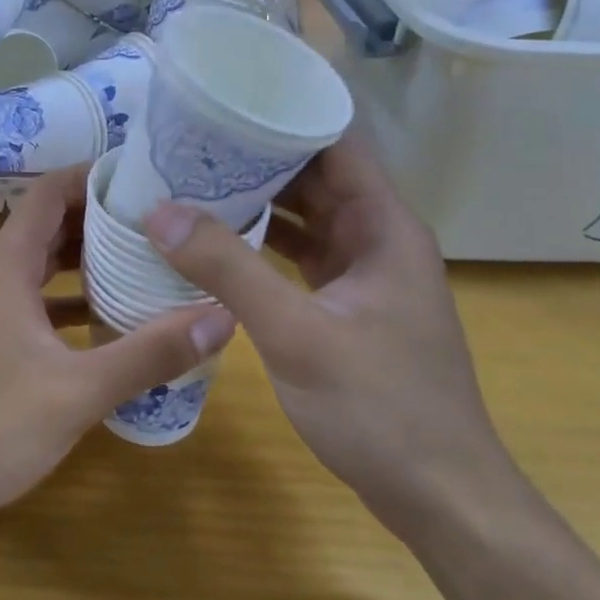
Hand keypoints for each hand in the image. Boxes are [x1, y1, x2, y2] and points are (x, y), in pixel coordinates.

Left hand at [0, 167, 234, 535]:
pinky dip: (62, 301)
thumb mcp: (77, 392)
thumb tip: (222, 316)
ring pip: (36, 267)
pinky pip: (26, 302)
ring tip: (142, 265)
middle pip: (46, 227)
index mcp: (4, 267)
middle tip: (159, 224)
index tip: (144, 177)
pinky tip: (101, 323)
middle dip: (99, 221)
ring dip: (82, 263)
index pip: (49, 193)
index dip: (93, 177)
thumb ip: (150, 353)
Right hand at [142, 133, 510, 536]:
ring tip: (192, 180)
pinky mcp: (346, 307)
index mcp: (383, 226)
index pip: (335, 143)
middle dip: (257, 156)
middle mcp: (376, 238)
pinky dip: (261, 243)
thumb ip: (227, 269)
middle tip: (189, 140)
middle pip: (315, 175)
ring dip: (256, 200)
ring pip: (305, 217)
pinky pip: (299, 256)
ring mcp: (362, 274)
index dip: (285, 115)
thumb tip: (158, 211)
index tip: (224, 101)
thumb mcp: (296, 333)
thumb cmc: (381, 408)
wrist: (441, 498)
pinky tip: (216, 242)